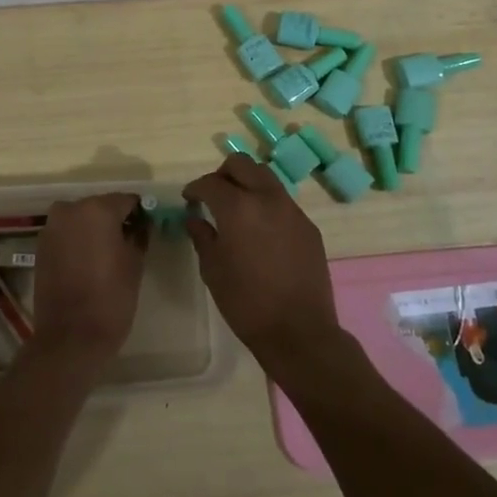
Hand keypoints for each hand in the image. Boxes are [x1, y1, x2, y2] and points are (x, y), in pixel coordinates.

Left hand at [29, 193, 147, 368]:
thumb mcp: (135, 263)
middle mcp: (70, 209)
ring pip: (81, 219)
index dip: (139, 213)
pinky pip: (67, 234)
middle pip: (101, 206)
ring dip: (94, 230)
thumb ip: (139, 235)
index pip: (127, 200)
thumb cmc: (111, 298)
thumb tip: (140, 224)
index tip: (147, 228)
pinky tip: (88, 262)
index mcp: (97, 209)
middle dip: (115, 220)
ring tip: (108, 254)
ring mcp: (52, 227)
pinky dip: (78, 241)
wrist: (70, 337)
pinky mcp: (41, 246)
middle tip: (129, 242)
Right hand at [182, 155, 345, 377]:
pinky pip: (283, 202)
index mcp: (238, 207)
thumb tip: (195, 219)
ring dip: (247, 184)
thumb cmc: (246, 303)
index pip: (211, 183)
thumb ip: (202, 236)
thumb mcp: (213, 270)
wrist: (299, 331)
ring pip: (266, 178)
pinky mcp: (308, 226)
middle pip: (242, 164)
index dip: (195, 188)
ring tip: (237, 210)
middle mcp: (267, 198)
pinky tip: (261, 231)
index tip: (189, 199)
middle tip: (213, 196)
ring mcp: (292, 210)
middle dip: (223, 174)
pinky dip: (266, 204)